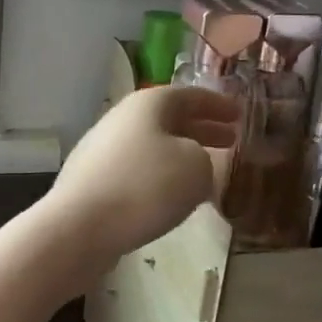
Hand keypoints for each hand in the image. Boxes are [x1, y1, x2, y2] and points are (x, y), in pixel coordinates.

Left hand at [45, 86, 240, 269]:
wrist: (81, 226)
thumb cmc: (145, 186)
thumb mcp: (196, 168)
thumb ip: (205, 159)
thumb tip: (193, 163)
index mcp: (147, 104)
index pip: (188, 95)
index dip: (217, 104)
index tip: (240, 114)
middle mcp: (121, 120)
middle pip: (167, 119)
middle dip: (201, 128)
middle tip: (230, 139)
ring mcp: (102, 150)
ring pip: (152, 144)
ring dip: (181, 152)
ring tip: (207, 169)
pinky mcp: (93, 181)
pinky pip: (136, 170)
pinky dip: (160, 175)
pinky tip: (172, 196)